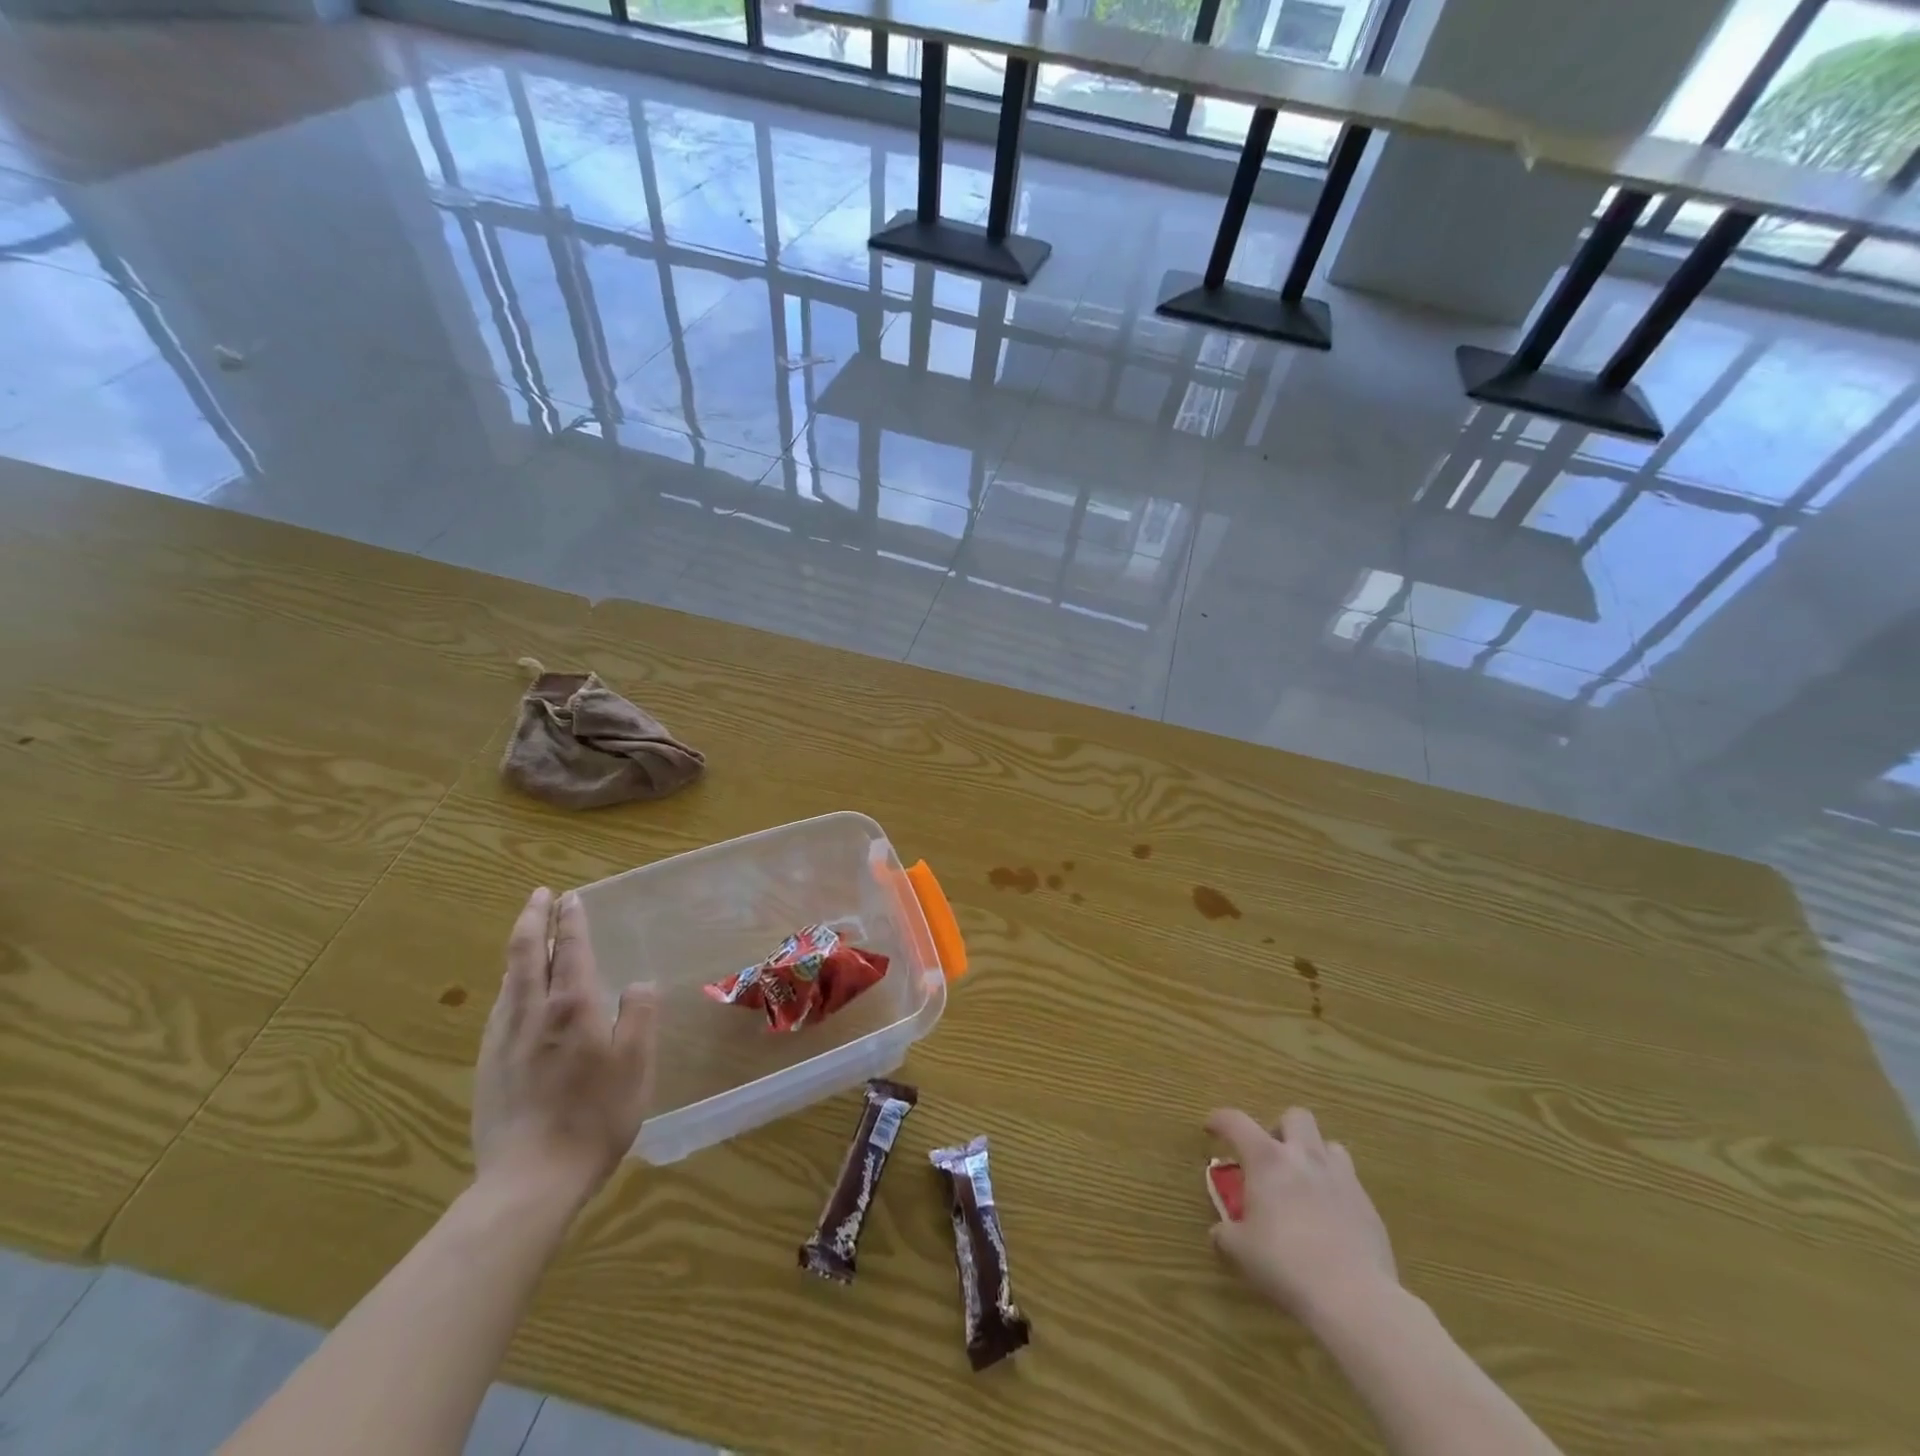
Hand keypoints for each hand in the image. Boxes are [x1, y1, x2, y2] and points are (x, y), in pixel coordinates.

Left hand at [473, 887, 657, 1202]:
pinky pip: (499, 1009)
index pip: (571, 950)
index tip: (571, 898)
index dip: (572, 921)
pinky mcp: (487, 1067)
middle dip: (534, 919)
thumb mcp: (636, 1064)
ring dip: (520, 950)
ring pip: (508, 980)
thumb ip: (638, 1015)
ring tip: (529, 936)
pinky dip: (509, 984)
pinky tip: (512, 995)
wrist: (529, 1181)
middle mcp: (531, 1014)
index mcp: (571, 1008)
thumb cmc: (595, 1117)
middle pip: (527, 954)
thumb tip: (637, 982)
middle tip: (540, 896)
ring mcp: (502, 1041)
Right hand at [1206, 1107, 1397, 1328]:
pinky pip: (1350, 1184)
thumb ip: (1226, 1234)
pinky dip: (1336, 1191)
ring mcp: (1342, 1179)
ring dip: (1314, 1156)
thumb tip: (1220, 1232)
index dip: (1219, 1120)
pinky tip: (1330, 1220)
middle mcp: (1305, 1157)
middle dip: (1281, 1129)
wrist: (1355, 1297)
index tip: (1211, 1128)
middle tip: (1272, 1156)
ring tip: (1305, 1183)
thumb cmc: (1286, 1265)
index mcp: (1267, 1160)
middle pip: (1296, 1116)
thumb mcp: (1241, 1250)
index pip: (1236, 1121)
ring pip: (1329, 1145)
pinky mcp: (1368, 1207)